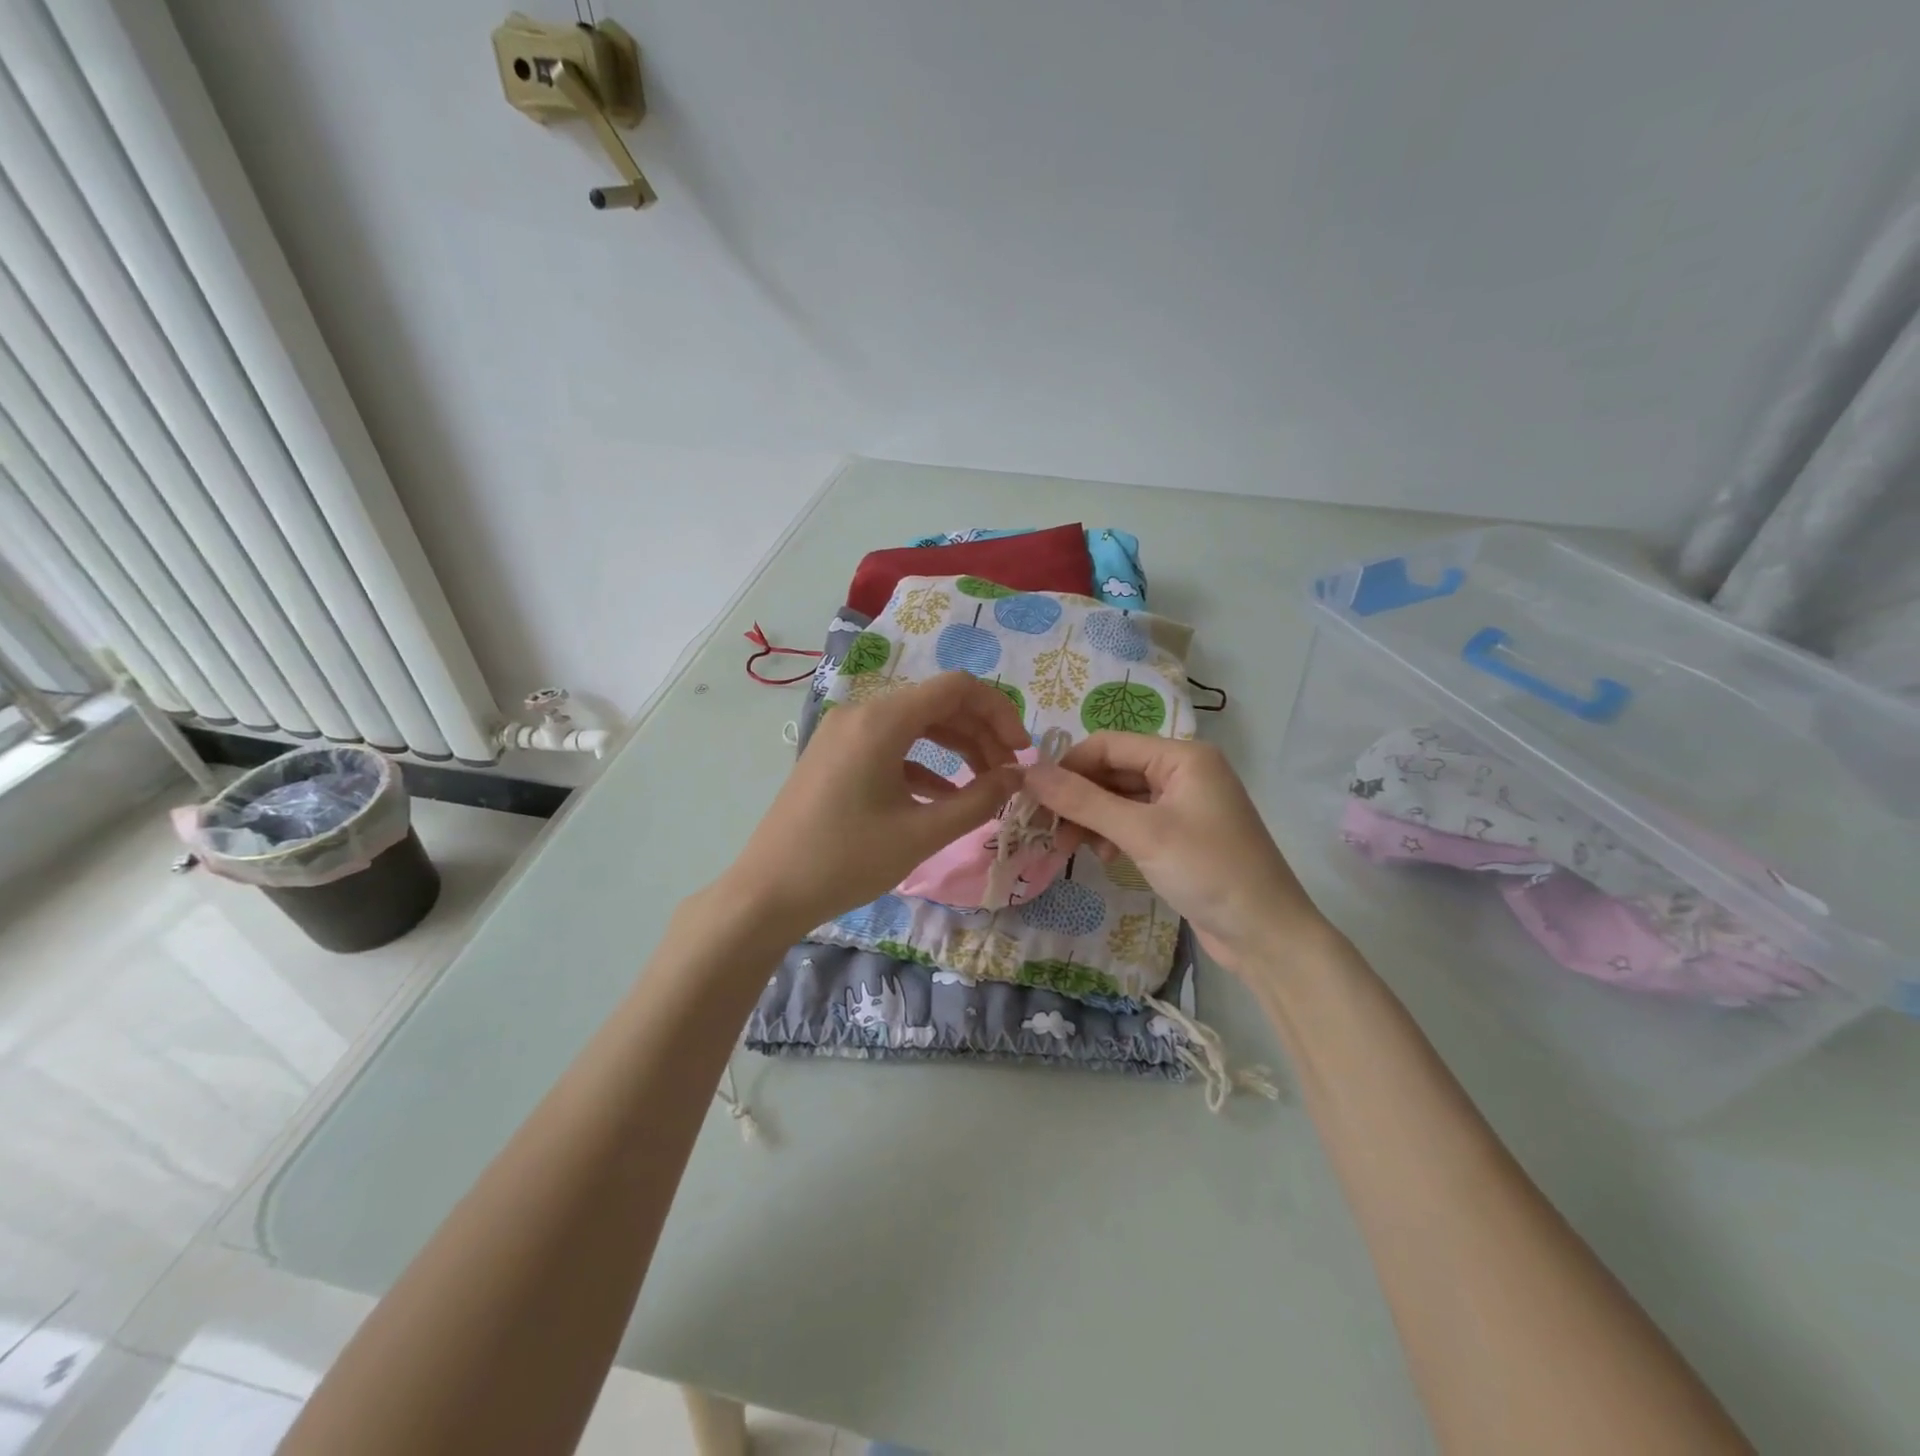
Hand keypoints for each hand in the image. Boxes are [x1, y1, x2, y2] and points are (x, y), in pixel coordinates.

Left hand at [722, 672, 1029, 937]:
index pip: (957, 688)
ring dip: (955, 748)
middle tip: (1009, 776)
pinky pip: (891, 746)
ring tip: (985, 786)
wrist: (768, 892)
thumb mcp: (921, 833)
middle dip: (981, 734)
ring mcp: (844, 733)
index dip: (1000, 712)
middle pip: (937, 704)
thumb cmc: (847, 860)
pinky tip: (943, 796)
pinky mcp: (835, 756)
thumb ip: (978, 800)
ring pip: (915, 725)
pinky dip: (923, 763)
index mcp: (882, 719)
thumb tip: (1017, 777)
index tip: (1022, 754)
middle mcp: (862, 713)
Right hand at [1026, 735, 1332, 976]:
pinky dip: (1112, 834)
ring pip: (1120, 798)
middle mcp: (1183, 771)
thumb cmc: (1208, 872)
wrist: (1267, 936)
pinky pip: (1134, 821)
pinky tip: (1102, 856)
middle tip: (1045, 829)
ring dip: (1091, 818)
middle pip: (1112, 770)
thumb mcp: (1142, 833)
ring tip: (1068, 847)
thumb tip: (1029, 771)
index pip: (1107, 744)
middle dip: (1078, 797)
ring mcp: (1183, 804)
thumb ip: (1083, 800)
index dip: (1067, 767)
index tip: (1032, 798)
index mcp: (1182, 756)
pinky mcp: (1181, 835)